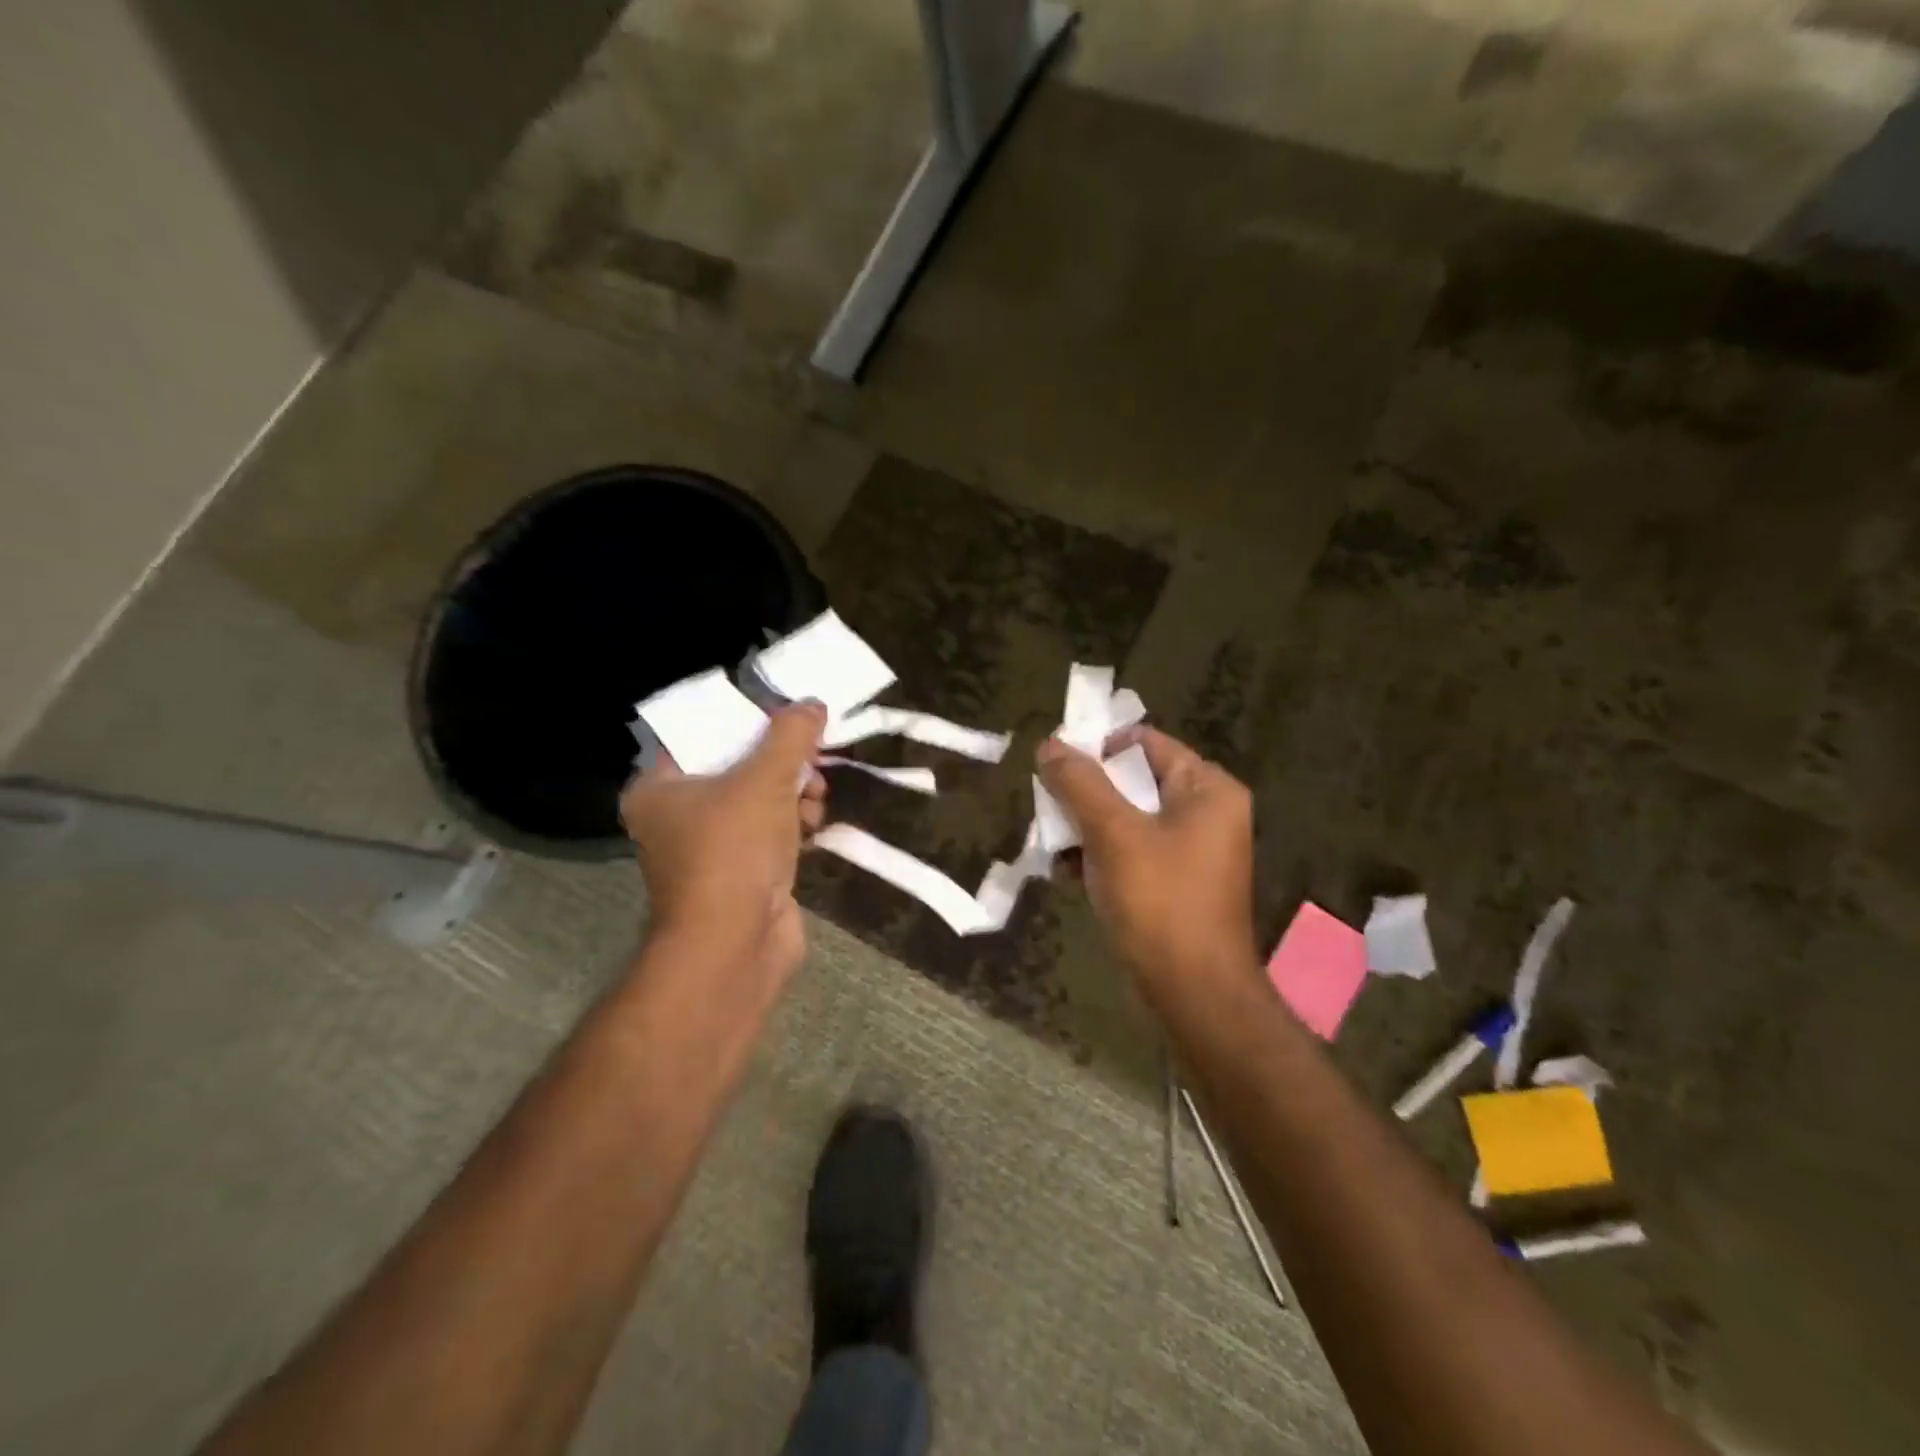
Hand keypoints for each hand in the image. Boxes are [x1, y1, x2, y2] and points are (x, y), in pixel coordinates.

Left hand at [619, 702, 827, 977]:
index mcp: (659, 787)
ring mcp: (708, 849)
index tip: (784, 716)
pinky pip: (768, 833)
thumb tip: (812, 704)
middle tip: (811, 755)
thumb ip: (790, 735)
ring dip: (792, 792)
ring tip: (817, 795)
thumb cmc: (733, 850)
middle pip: (735, 767)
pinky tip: (814, 824)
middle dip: (780, 761)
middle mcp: (676, 817)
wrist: (735, 945)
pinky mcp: (739, 875)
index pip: (701, 735)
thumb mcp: (765, 778)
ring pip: (757, 801)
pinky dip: (792, 824)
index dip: (745, 720)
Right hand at [1036, 725, 1257, 980]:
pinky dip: (1098, 854)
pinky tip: (1063, 869)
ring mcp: (1190, 849)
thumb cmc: (1160, 901)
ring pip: (1126, 817)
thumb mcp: (1114, 834)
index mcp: (1206, 788)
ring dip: (1084, 825)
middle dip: (1084, 792)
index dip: (1096, 746)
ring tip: (1048, 840)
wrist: (1194, 992)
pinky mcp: (1173, 881)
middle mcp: (1204, 811)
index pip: (1143, 742)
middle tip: (1045, 804)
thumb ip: (1080, 784)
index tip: (1052, 762)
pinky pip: (1130, 850)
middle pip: (1132, 779)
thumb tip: (1050, 744)